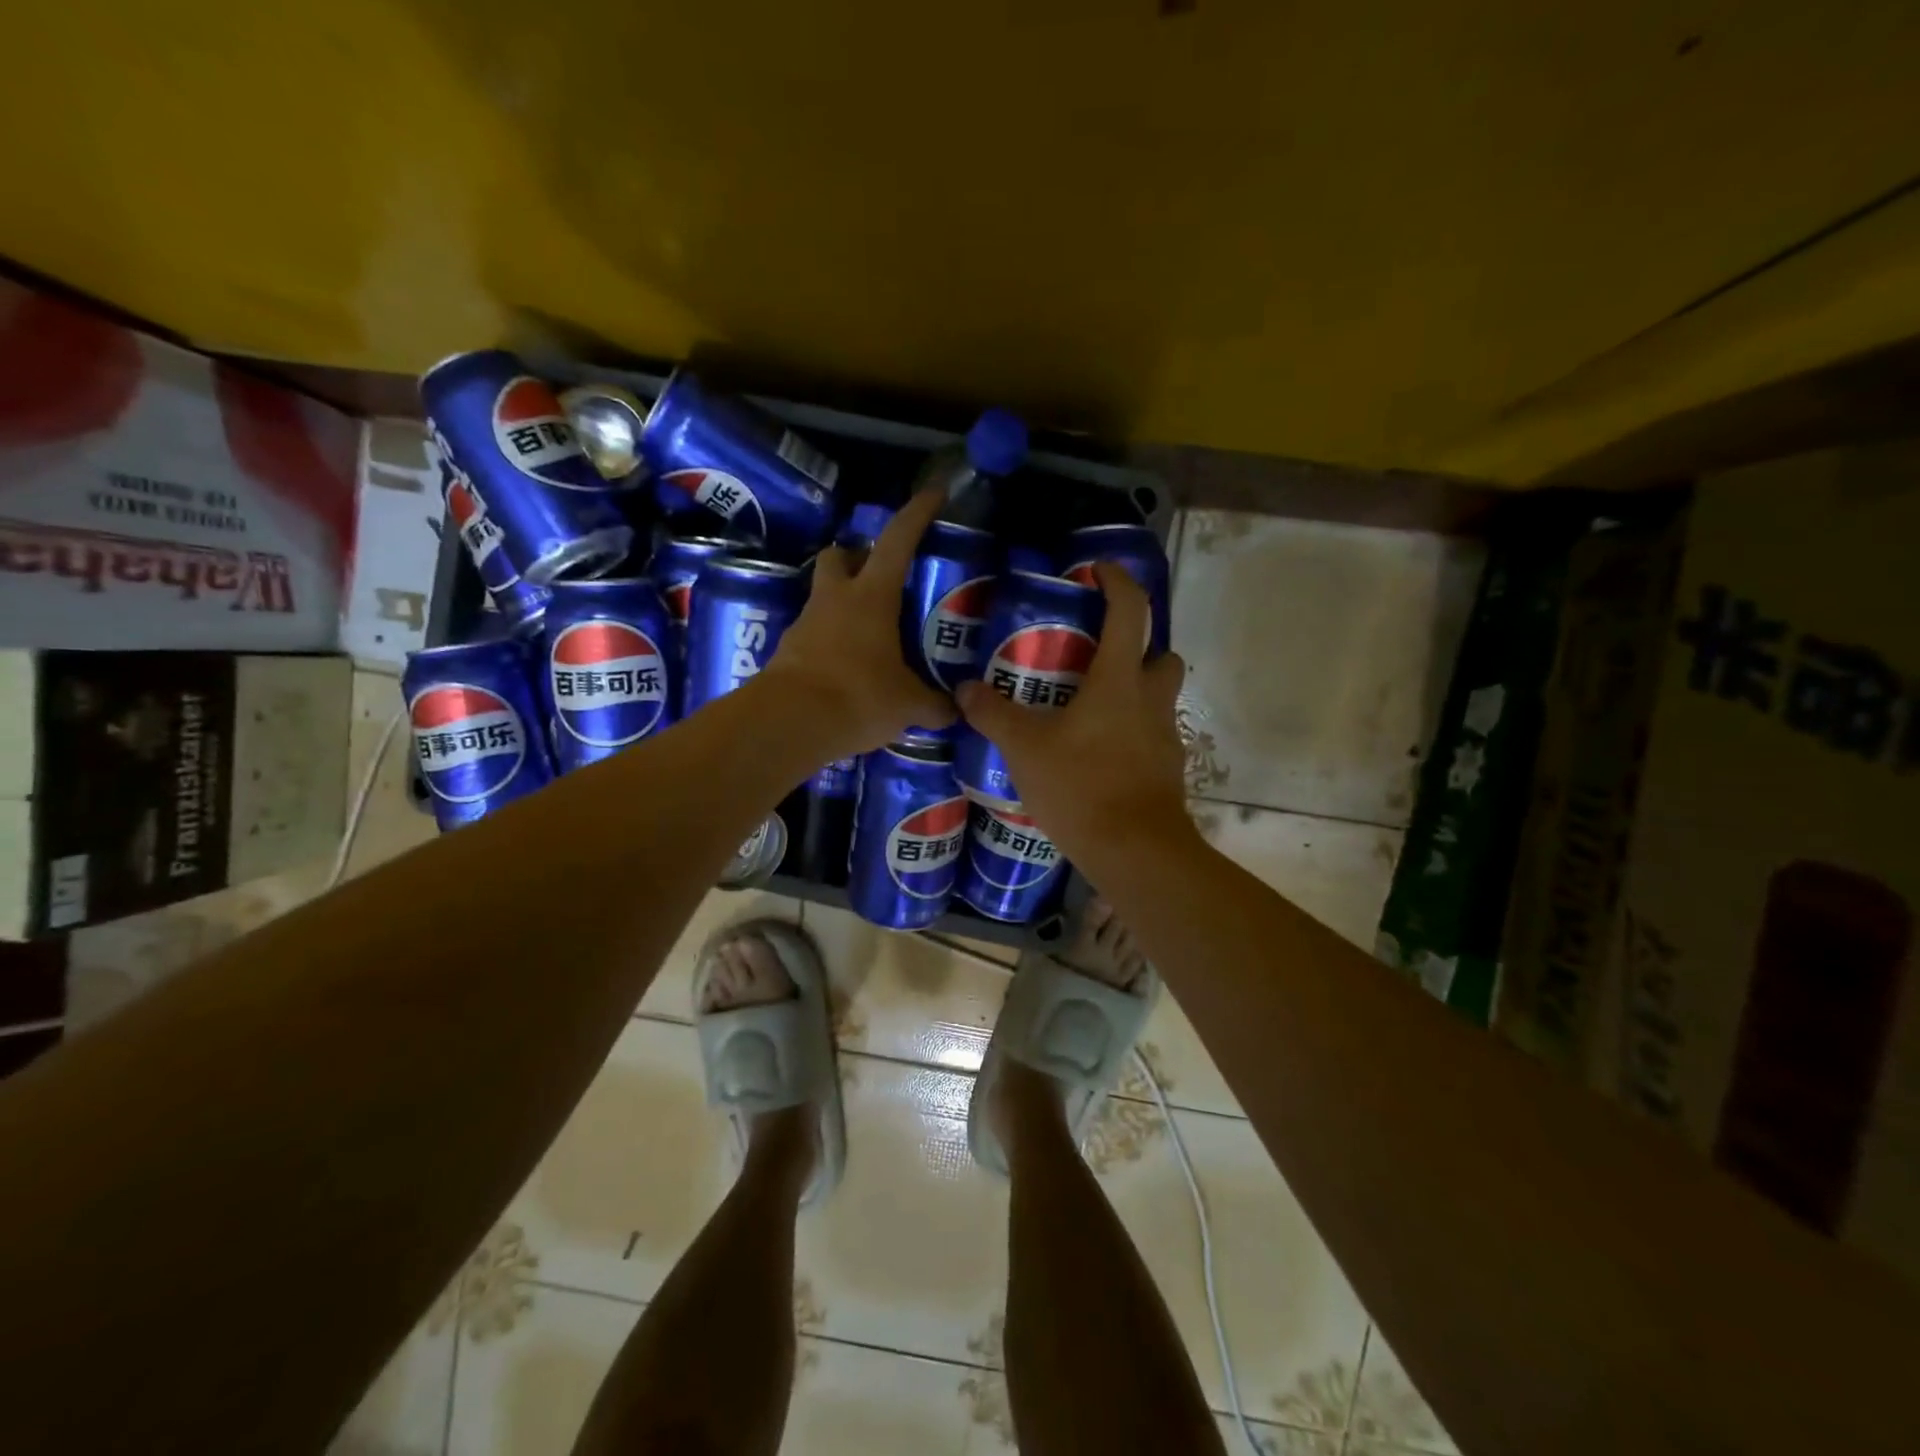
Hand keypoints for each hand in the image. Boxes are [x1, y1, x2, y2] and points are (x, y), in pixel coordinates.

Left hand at [761, 487, 957, 756]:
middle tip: (883, 579)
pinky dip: (833, 642)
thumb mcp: (907, 704)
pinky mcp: (789, 652)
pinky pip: (815, 634)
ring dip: (845, 603)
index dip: (917, 514)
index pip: (897, 541)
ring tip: (873, 634)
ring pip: (825, 595)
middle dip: (859, 557)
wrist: (788, 724)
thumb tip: (955, 711)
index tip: (934, 494)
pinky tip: (850, 668)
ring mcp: (806, 624)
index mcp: (871, 597)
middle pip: (840, 555)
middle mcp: (835, 600)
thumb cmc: (857, 697)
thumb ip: (935, 705)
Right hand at [955, 562, 1191, 861]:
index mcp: (1119, 680)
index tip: (1099, 571)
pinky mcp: (1167, 771)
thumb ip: (993, 714)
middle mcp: (1151, 700)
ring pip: (1160, 699)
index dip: (1118, 582)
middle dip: (1139, 649)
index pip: (1131, 611)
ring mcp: (1165, 738)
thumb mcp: (1025, 748)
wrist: (1134, 851)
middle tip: (1098, 659)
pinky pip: (1152, 738)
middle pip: (1162, 656)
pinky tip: (1098, 756)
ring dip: (1135, 694)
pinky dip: (1131, 736)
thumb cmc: (1081, 786)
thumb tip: (964, 689)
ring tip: (1091, 710)